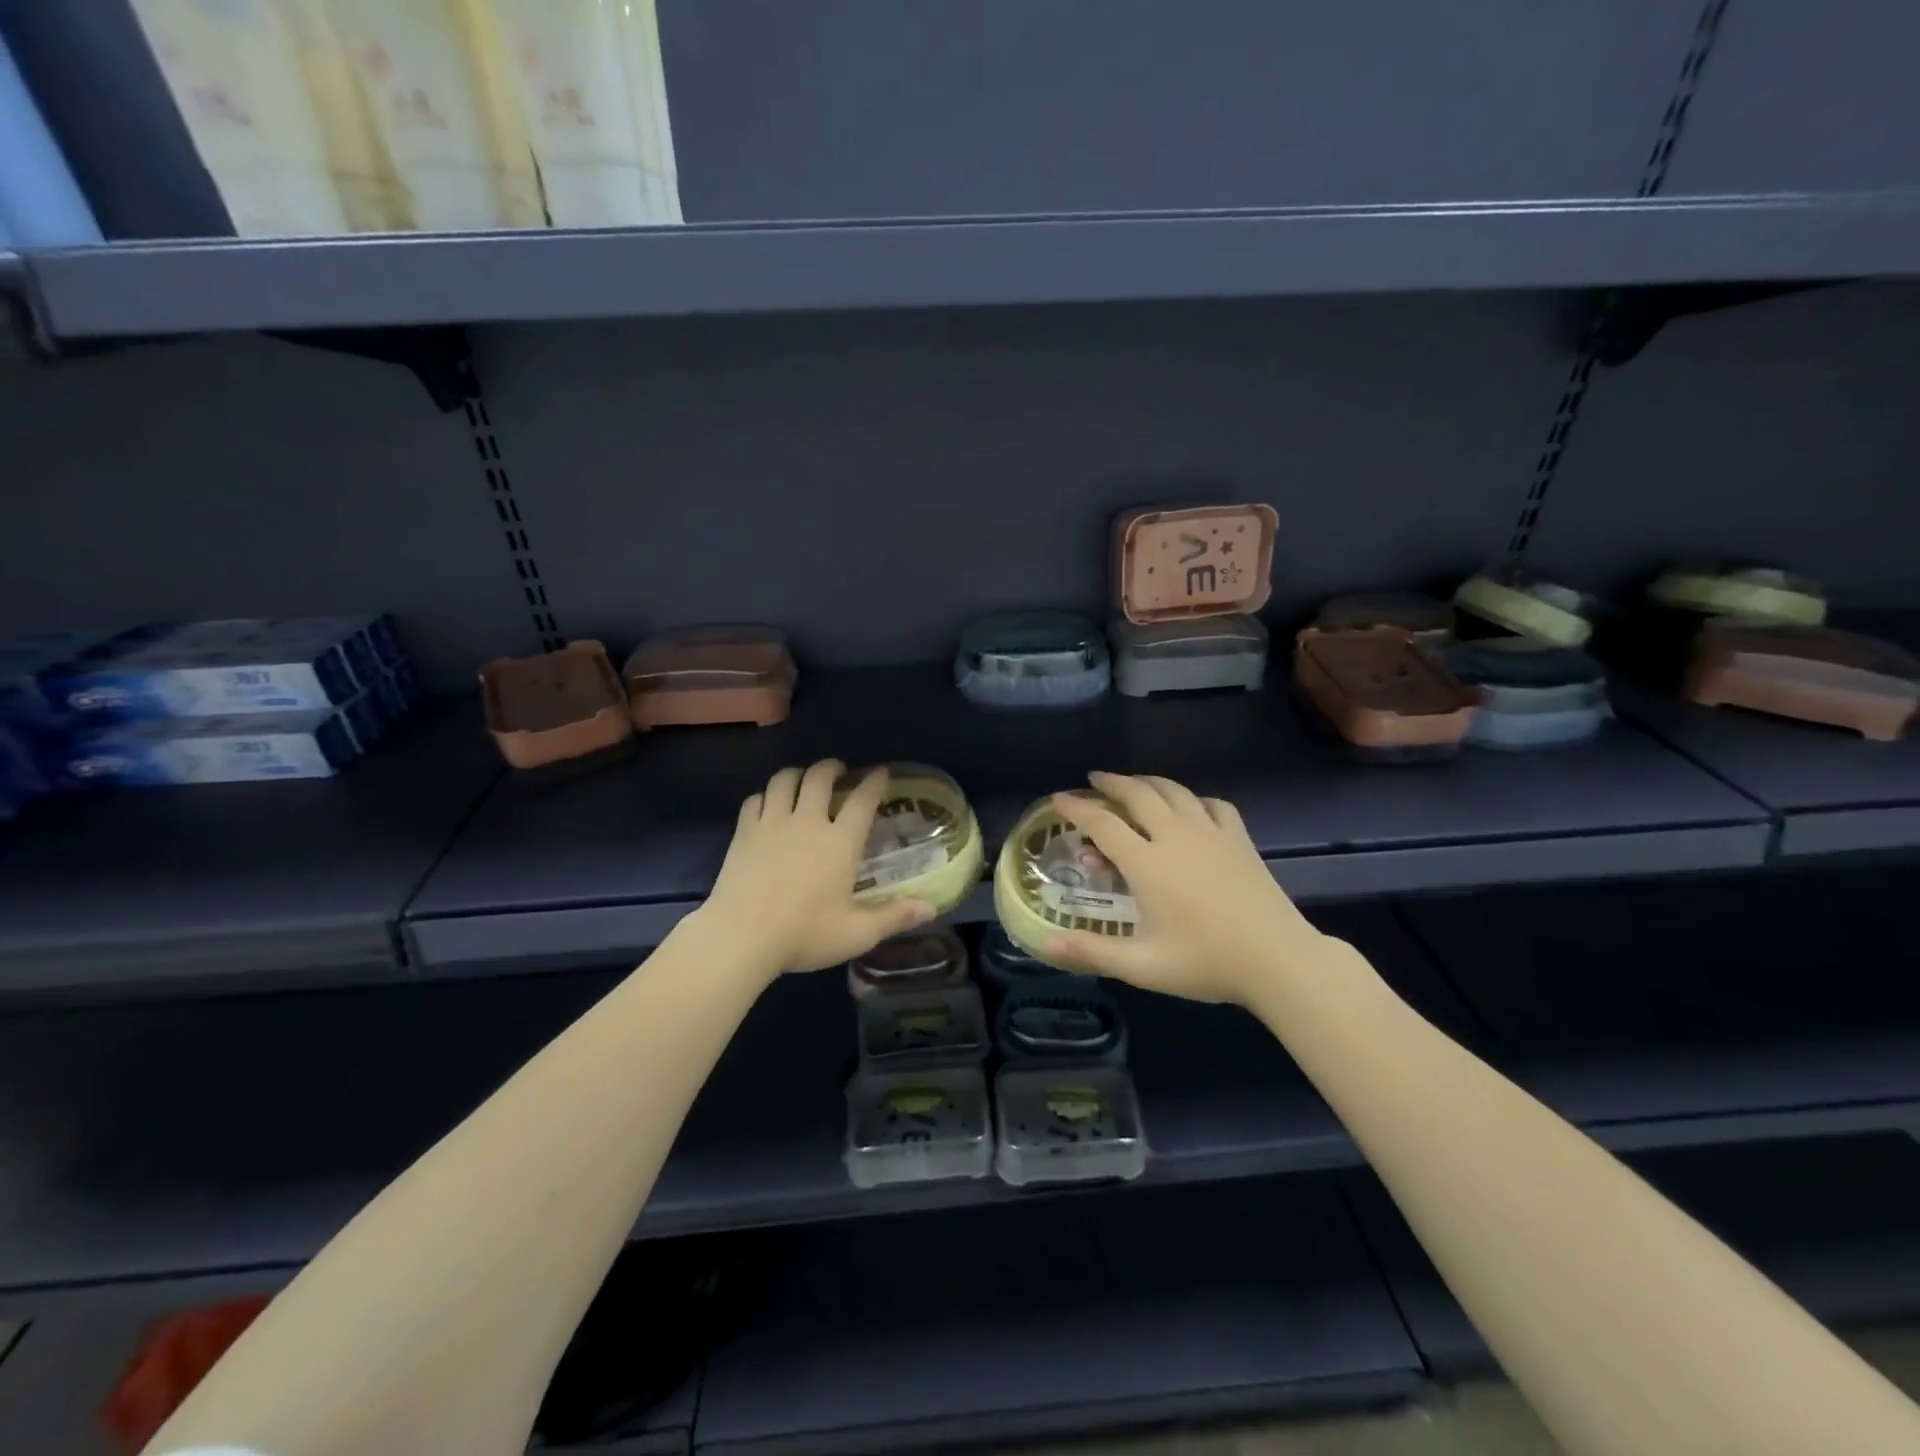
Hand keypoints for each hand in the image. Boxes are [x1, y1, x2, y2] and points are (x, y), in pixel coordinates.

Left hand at [695, 760, 934, 977]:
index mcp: (840, 842)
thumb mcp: (857, 933)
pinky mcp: (744, 832)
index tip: (881, 773)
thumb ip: (894, 916)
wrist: (740, 937)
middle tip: (839, 771)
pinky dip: (767, 795)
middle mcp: (808, 822)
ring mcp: (772, 823)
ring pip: (785, 779)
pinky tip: (770, 805)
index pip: (863, 799)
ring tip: (804, 780)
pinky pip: (756, 798)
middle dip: (833, 767)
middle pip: (820, 777)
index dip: (874, 781)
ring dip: (798, 774)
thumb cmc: (804, 934)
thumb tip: (931, 907)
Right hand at [1044, 772, 1326, 1004]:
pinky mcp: (1239, 839)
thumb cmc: (1204, 962)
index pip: (1102, 823)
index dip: (1076, 808)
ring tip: (1135, 783)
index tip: (1058, 799)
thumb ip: (1091, 951)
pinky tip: (1191, 806)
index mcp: (1146, 863)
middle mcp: (1175, 837)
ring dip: (1149, 782)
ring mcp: (1211, 833)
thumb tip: (1045, 943)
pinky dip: (1194, 799)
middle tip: (1094, 780)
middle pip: (1138, 794)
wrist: (1278, 959)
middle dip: (1111, 783)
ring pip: (1174, 791)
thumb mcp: (1141, 965)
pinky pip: (1212, 804)